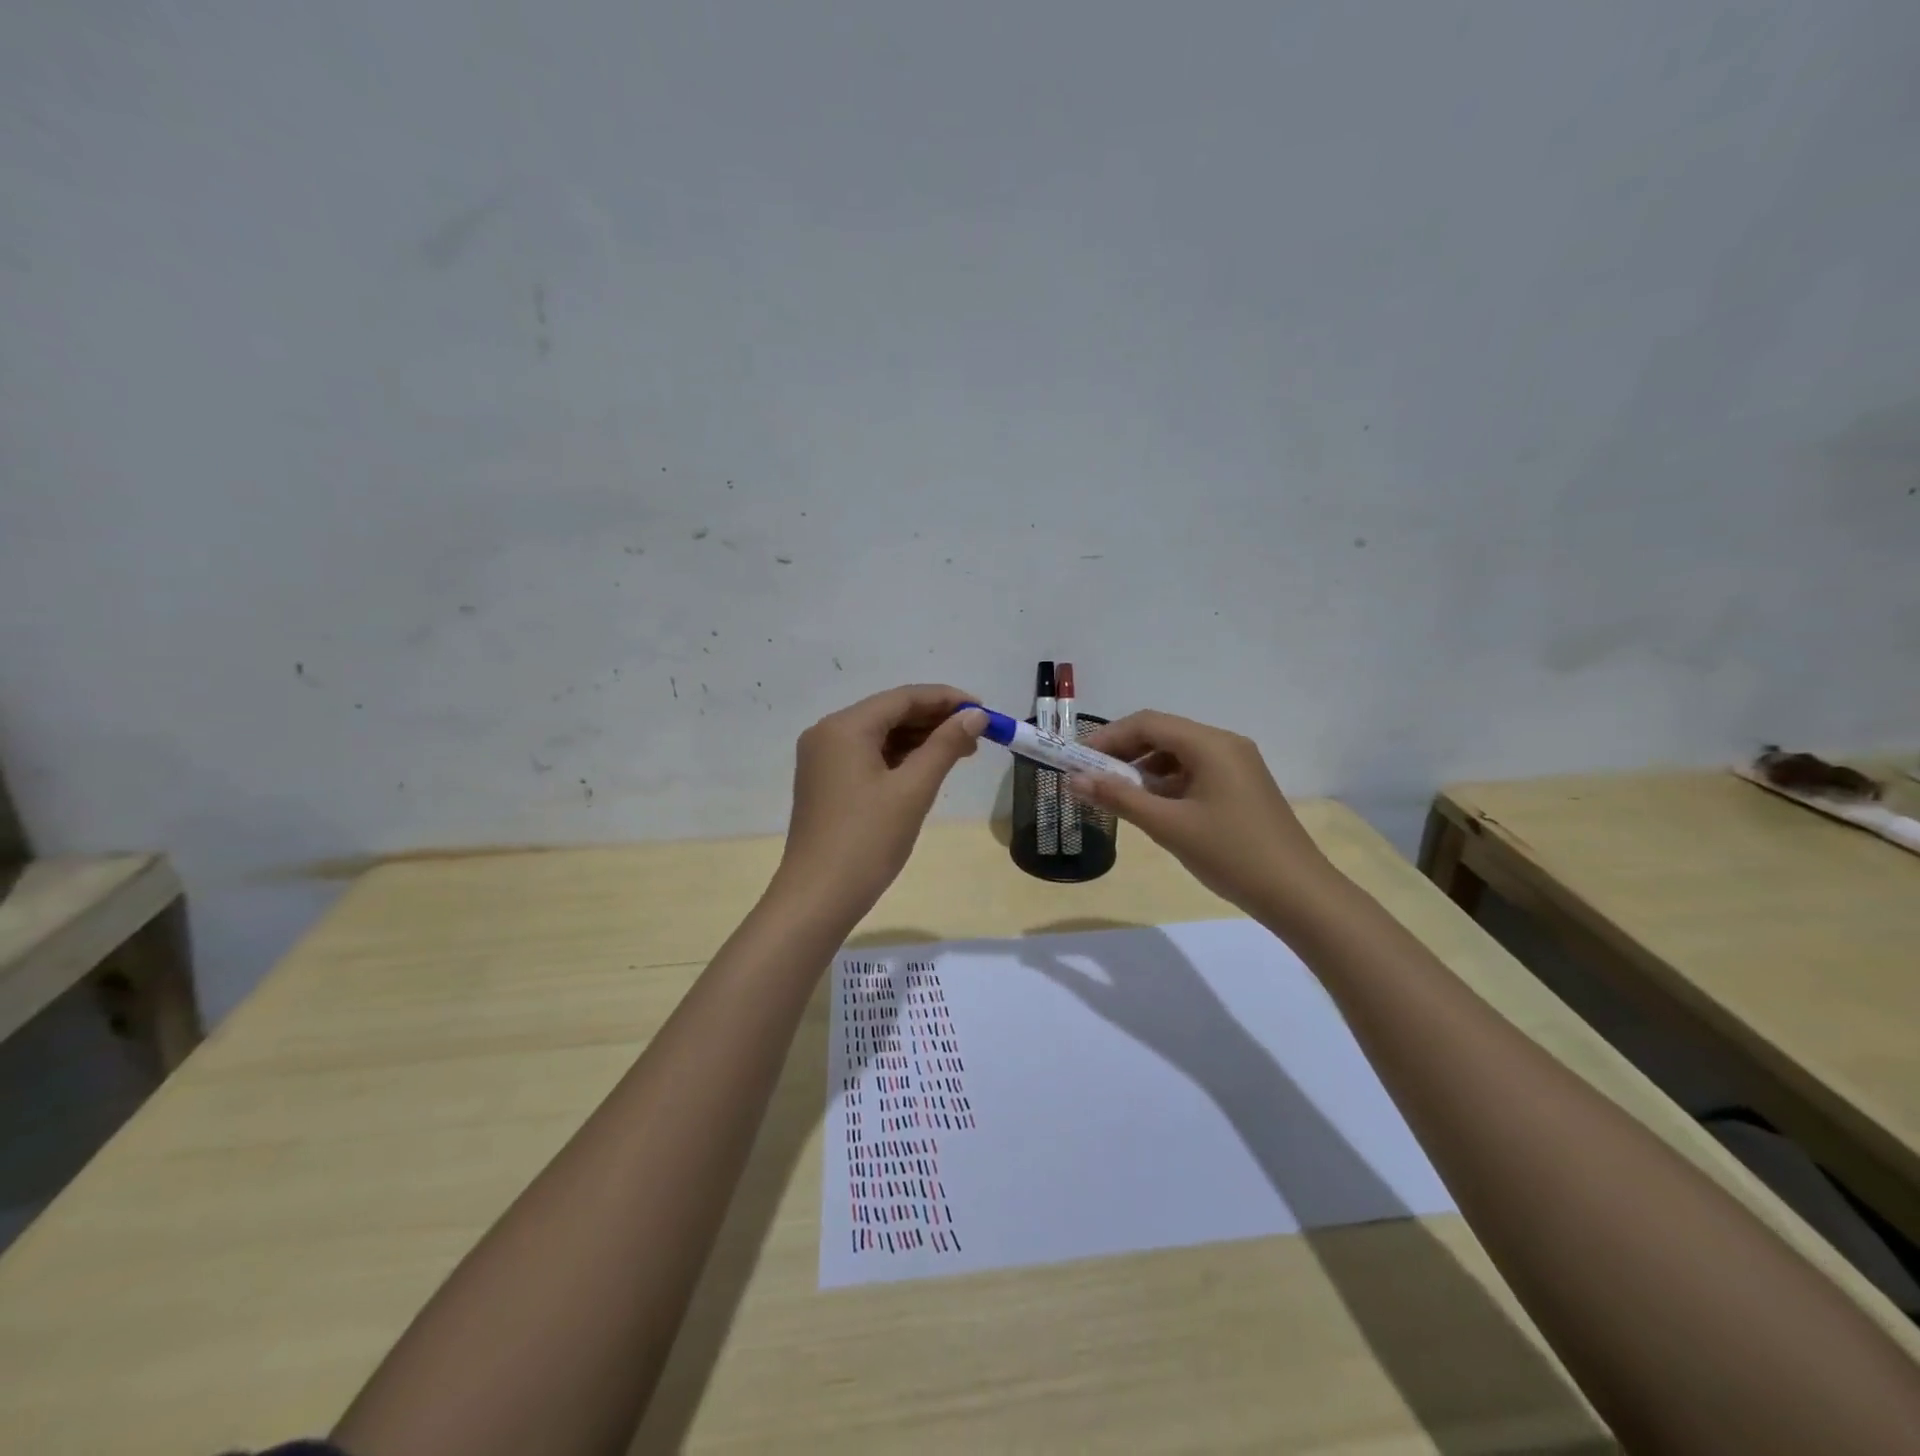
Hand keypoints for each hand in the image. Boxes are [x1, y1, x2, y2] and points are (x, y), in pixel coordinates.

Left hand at [773, 685, 986, 920]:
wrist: (818, 897)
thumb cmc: (867, 841)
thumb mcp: (913, 790)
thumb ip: (945, 746)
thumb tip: (975, 716)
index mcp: (844, 727)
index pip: (903, 697)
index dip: (946, 699)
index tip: (983, 710)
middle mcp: (828, 733)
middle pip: (889, 713)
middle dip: (934, 720)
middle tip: (977, 735)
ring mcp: (823, 758)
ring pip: (880, 735)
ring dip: (919, 739)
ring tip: (961, 752)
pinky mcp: (825, 781)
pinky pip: (867, 756)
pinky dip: (899, 757)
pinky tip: (927, 767)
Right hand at [1070, 710, 1331, 918]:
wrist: (1298, 894)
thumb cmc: (1231, 854)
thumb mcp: (1168, 826)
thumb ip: (1119, 798)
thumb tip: (1073, 780)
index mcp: (1211, 744)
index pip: (1148, 723)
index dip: (1108, 737)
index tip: (1078, 760)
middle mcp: (1225, 745)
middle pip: (1163, 734)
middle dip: (1124, 753)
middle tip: (1092, 778)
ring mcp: (1237, 766)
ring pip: (1178, 755)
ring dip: (1144, 770)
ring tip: (1118, 797)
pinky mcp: (1242, 788)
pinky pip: (1195, 773)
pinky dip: (1167, 784)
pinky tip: (1153, 809)